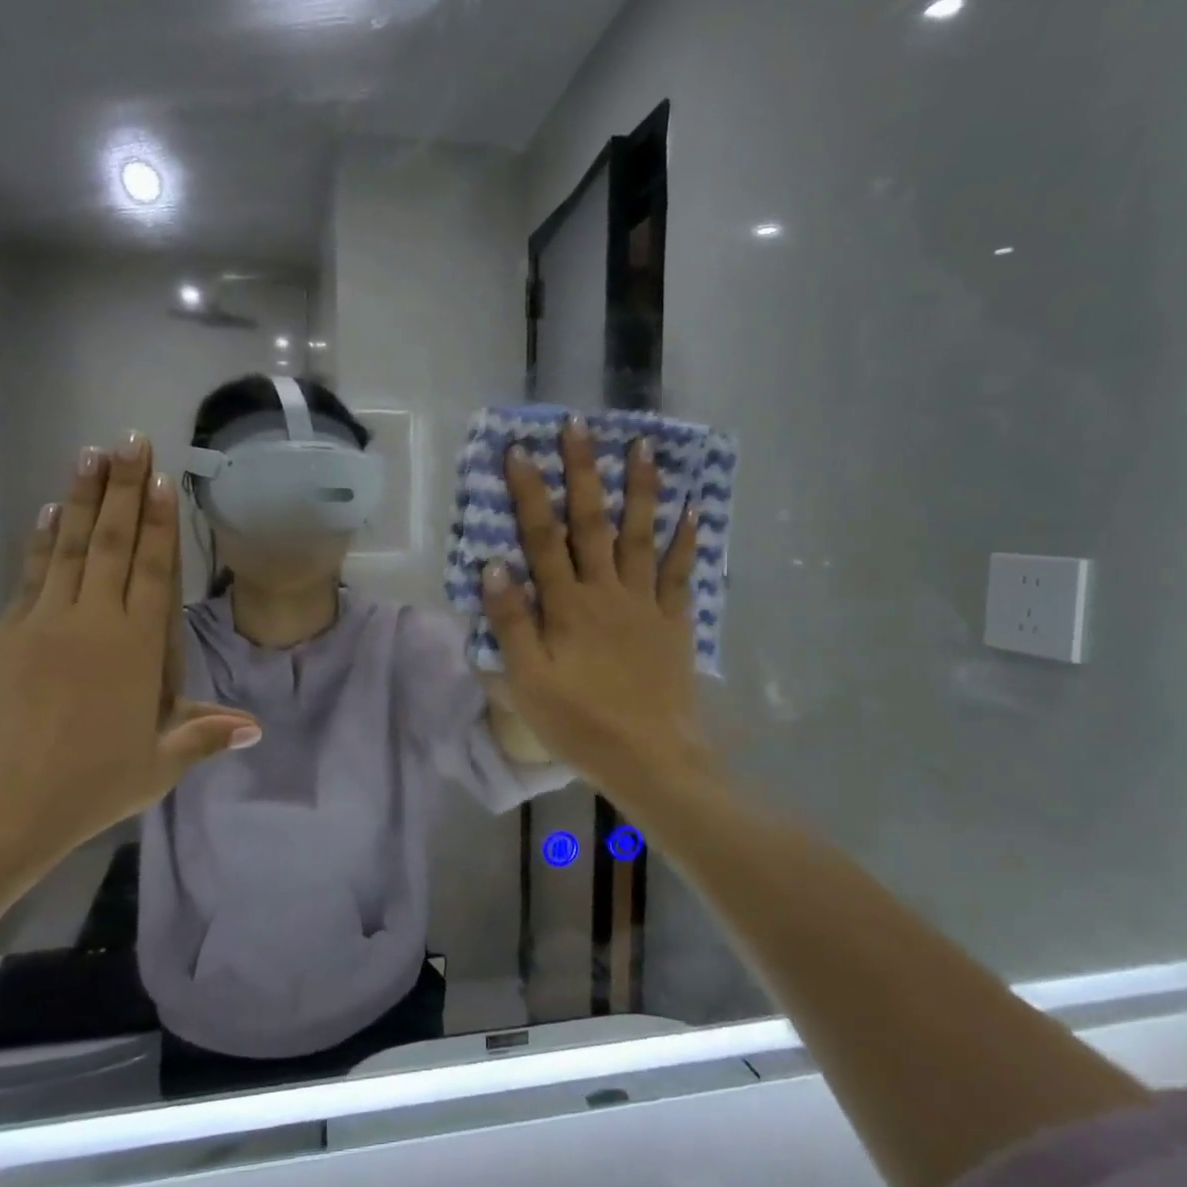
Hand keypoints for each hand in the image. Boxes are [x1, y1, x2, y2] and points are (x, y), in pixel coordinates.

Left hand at [0, 437, 259, 861]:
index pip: (152, 570)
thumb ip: (202, 735)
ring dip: (82, 497)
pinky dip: (42, 540)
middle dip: (124, 489)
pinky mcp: (4, 635)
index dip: (159, 522)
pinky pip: (31, 574)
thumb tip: (255, 727)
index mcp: (135, 648)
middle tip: (130, 440)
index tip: (162, 478)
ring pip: (68, 546)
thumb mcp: (156, 766)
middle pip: (111, 543)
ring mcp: (43, 623)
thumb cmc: (87, 789)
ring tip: (91, 454)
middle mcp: (92, 622)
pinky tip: (48, 511)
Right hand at [480, 418, 706, 798]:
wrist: (651, 760)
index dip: (528, 492)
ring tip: (644, 446)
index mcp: (567, 606)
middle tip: (580, 426)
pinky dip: (686, 541)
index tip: (518, 450)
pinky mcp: (674, 623)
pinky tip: (692, 510)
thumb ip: (511, 622)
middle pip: (592, 523)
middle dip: (583, 472)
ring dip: (640, 490)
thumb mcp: (528, 680)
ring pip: (640, 536)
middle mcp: (606, 592)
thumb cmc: (580, 723)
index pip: (542, 537)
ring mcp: (645, 604)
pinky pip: (680, 574)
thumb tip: (494, 565)